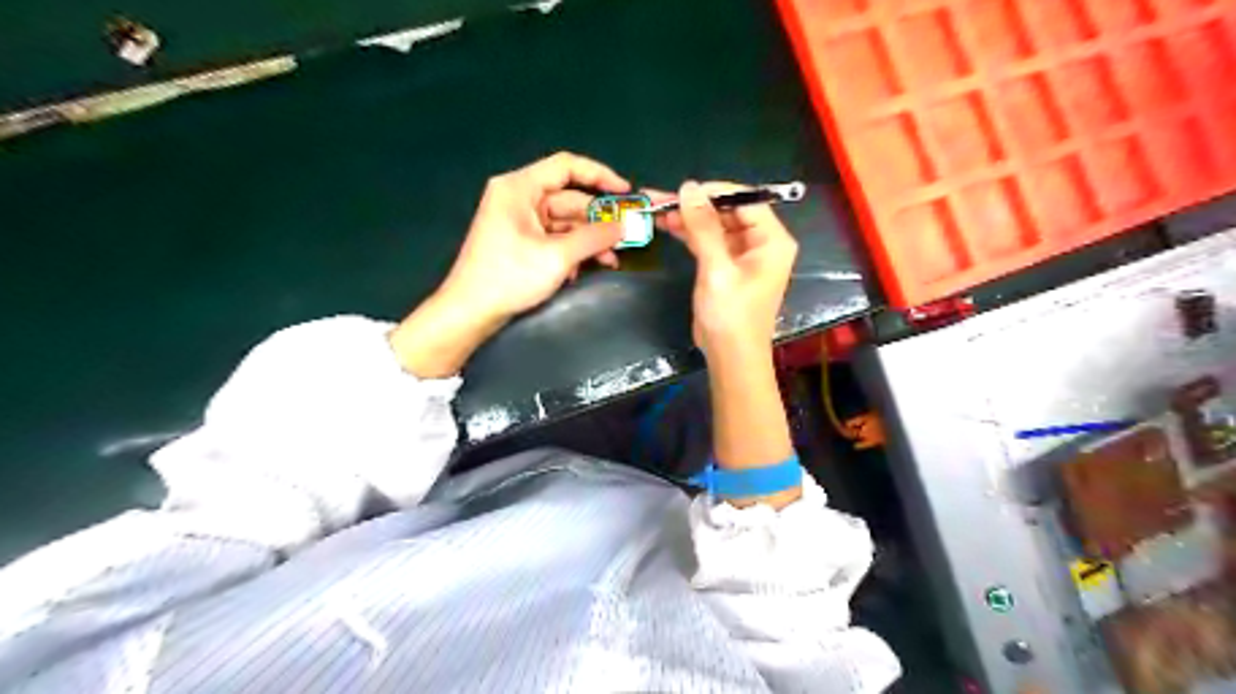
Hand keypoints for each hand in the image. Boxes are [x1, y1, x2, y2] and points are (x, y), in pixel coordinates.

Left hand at [438, 153, 627, 318]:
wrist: (470, 311)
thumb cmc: (510, 276)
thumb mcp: (558, 256)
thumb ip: (595, 237)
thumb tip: (626, 225)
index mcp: (519, 188)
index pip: (566, 166)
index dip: (599, 175)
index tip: (626, 192)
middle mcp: (518, 198)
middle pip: (568, 198)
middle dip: (597, 219)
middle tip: (625, 236)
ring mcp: (518, 221)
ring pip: (564, 222)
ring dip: (588, 240)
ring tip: (611, 259)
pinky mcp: (520, 242)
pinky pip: (554, 238)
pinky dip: (571, 250)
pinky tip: (584, 269)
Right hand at [650, 183, 795, 356]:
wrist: (730, 357)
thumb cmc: (731, 315)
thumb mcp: (716, 269)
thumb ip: (704, 227)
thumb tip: (688, 188)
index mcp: (771, 240)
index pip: (746, 200)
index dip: (715, 192)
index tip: (683, 190)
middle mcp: (761, 243)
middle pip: (727, 211)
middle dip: (695, 205)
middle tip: (660, 198)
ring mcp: (743, 255)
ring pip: (714, 225)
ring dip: (688, 218)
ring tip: (655, 208)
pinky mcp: (726, 266)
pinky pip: (708, 241)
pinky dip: (689, 234)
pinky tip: (667, 225)